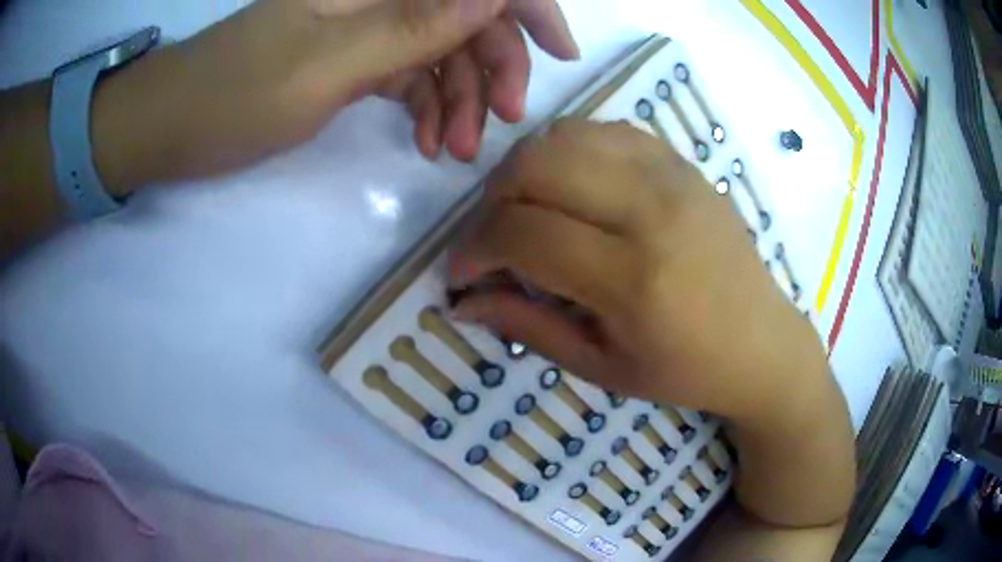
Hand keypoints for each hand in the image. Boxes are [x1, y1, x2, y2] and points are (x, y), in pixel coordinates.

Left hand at [91, 0, 578, 194]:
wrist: (170, 126)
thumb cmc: (232, 96)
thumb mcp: (324, 65)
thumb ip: (414, 25)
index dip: (526, 6)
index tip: (561, 53)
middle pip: (464, 16)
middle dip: (493, 67)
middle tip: (500, 124)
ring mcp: (364, 27)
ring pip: (441, 50)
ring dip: (460, 98)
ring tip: (454, 152)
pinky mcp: (350, 59)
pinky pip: (410, 74)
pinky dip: (427, 106)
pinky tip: (427, 142)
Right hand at [450, 119, 828, 422]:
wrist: (763, 342)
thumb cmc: (685, 371)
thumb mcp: (601, 366)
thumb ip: (526, 326)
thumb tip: (462, 300)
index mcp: (633, 278)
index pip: (522, 232)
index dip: (474, 248)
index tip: (463, 271)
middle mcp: (652, 210)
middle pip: (535, 165)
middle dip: (493, 200)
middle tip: (495, 238)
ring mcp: (672, 176)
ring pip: (565, 136)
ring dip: (528, 169)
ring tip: (530, 210)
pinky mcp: (683, 163)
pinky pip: (605, 131)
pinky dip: (571, 151)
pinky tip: (575, 189)